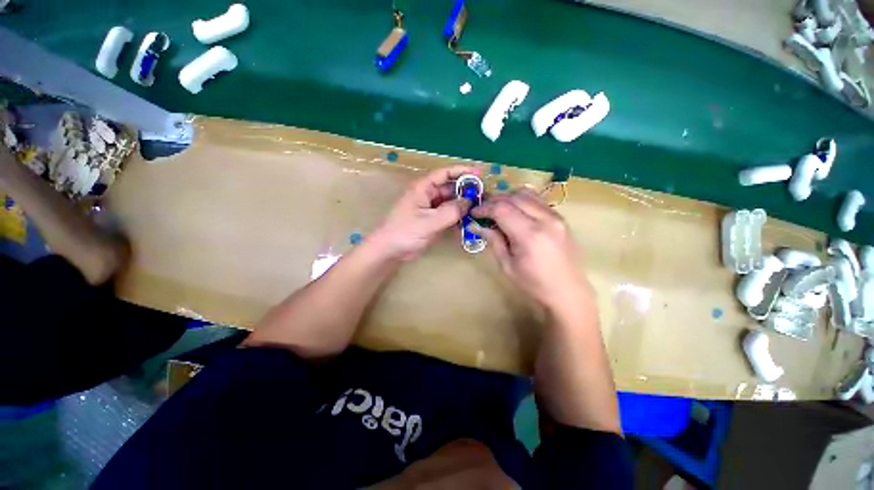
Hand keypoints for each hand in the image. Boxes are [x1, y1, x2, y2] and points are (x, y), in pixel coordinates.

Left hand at [369, 165, 479, 260]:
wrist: (391, 250)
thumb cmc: (405, 231)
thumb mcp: (429, 221)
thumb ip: (451, 212)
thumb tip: (469, 202)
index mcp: (423, 188)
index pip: (445, 173)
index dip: (462, 171)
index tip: (480, 173)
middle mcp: (428, 195)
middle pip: (451, 188)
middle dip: (466, 191)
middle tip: (484, 197)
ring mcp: (431, 208)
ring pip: (451, 202)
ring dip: (464, 205)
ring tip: (480, 209)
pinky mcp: (433, 220)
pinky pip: (449, 214)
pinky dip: (458, 217)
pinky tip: (469, 221)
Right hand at [472, 188, 589, 310]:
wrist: (568, 292)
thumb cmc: (534, 284)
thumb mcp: (507, 265)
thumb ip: (494, 241)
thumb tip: (478, 225)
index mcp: (530, 235)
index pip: (502, 209)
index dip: (485, 208)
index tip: (474, 213)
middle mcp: (545, 220)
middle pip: (514, 197)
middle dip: (494, 200)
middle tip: (483, 210)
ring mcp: (556, 217)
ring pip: (527, 194)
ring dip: (508, 197)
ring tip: (498, 209)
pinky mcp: (561, 218)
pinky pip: (538, 200)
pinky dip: (522, 201)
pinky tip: (516, 212)